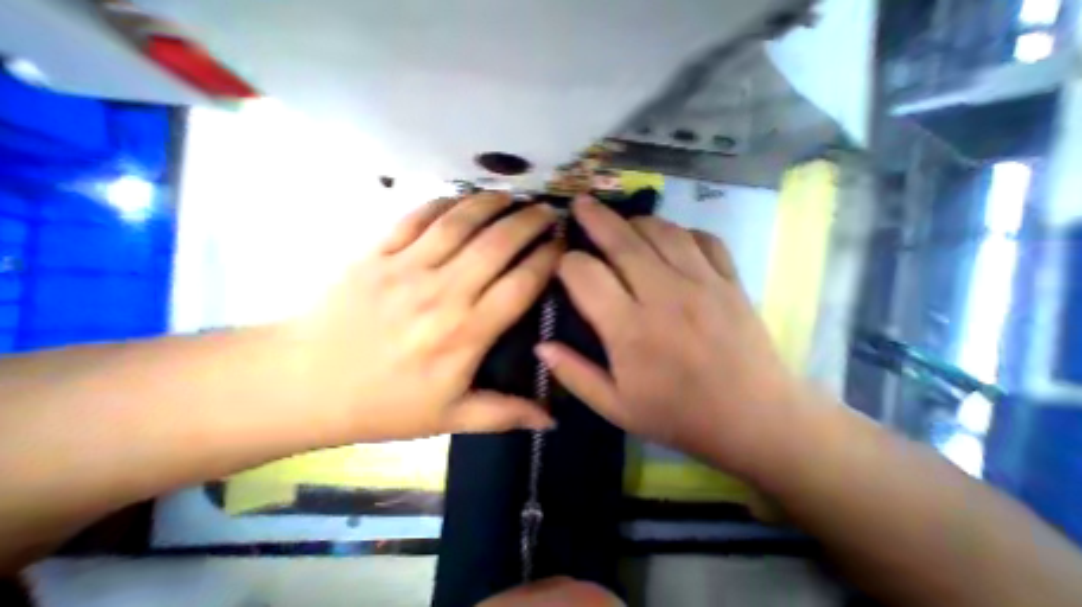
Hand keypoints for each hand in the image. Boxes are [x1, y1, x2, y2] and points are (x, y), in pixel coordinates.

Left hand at [290, 191, 557, 440]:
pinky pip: (418, 216)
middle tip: (548, 212)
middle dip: (529, 223)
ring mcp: (406, 267)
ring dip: (492, 204)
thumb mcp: (451, 418)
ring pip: (460, 222)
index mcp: (465, 334)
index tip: (562, 246)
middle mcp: (442, 293)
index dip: (546, 260)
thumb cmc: (384, 404)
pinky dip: (446, 202)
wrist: (301, 385)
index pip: (520, 285)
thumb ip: (505, 414)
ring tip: (514, 197)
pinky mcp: (376, 252)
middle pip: (497, 244)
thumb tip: (551, 421)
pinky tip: (464, 199)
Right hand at [540, 197, 801, 480]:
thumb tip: (541, 345)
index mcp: (629, 329)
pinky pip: (703, 239)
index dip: (566, 263)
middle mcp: (663, 296)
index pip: (585, 275)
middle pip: (622, 240)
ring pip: (662, 231)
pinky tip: (670, 239)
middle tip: (581, 203)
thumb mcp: (615, 407)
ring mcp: (702, 283)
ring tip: (622, 223)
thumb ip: (573, 374)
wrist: (756, 421)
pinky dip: (681, 231)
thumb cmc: (678, 415)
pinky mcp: (730, 281)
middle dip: (595, 218)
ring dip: (635, 221)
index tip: (561, 264)